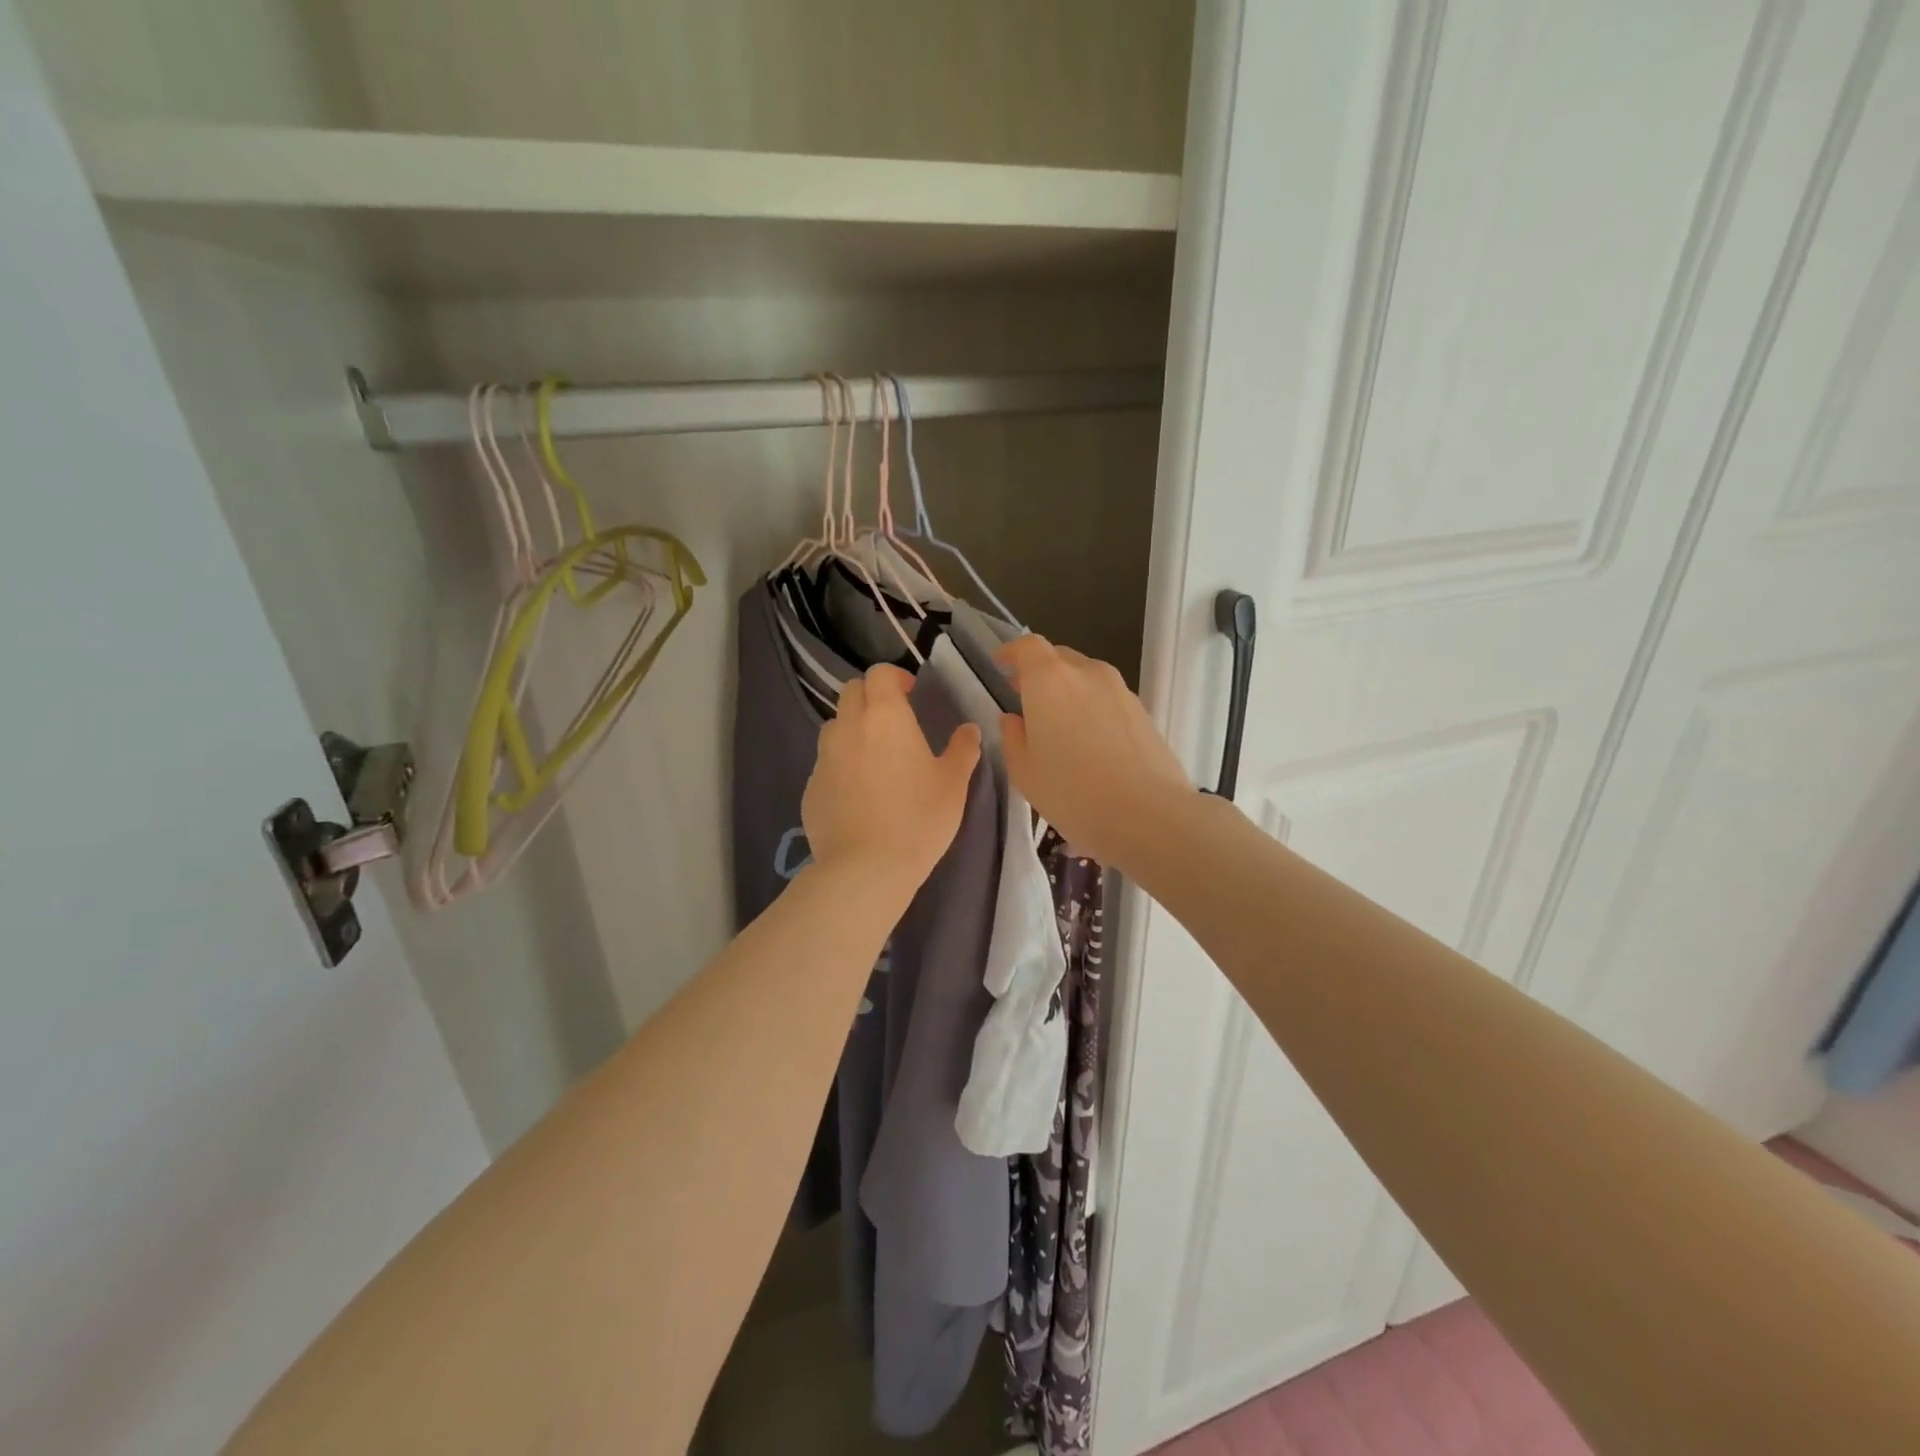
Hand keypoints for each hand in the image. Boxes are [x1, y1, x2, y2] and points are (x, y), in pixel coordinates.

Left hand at [802, 664, 982, 892]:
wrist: (866, 868)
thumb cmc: (918, 818)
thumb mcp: (953, 784)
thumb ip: (963, 749)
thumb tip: (969, 730)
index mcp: (885, 717)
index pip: (879, 674)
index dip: (895, 677)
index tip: (911, 694)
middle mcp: (848, 728)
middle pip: (851, 692)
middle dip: (871, 697)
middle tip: (893, 721)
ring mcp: (823, 758)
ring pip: (834, 726)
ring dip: (852, 729)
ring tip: (873, 756)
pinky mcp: (810, 788)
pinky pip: (825, 763)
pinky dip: (840, 765)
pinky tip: (858, 793)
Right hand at [996, 636, 1191, 867]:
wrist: (1147, 814)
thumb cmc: (1072, 792)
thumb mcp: (1025, 772)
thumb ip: (1012, 738)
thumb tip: (1013, 719)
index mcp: (1049, 680)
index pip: (1028, 647)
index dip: (1012, 652)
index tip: (1001, 665)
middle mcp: (1086, 673)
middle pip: (1058, 658)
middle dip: (1039, 672)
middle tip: (1026, 697)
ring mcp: (1119, 689)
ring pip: (1086, 677)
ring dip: (1068, 690)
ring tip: (1059, 722)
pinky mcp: (1142, 711)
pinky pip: (1107, 697)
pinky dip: (1092, 706)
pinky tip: (1090, 740)